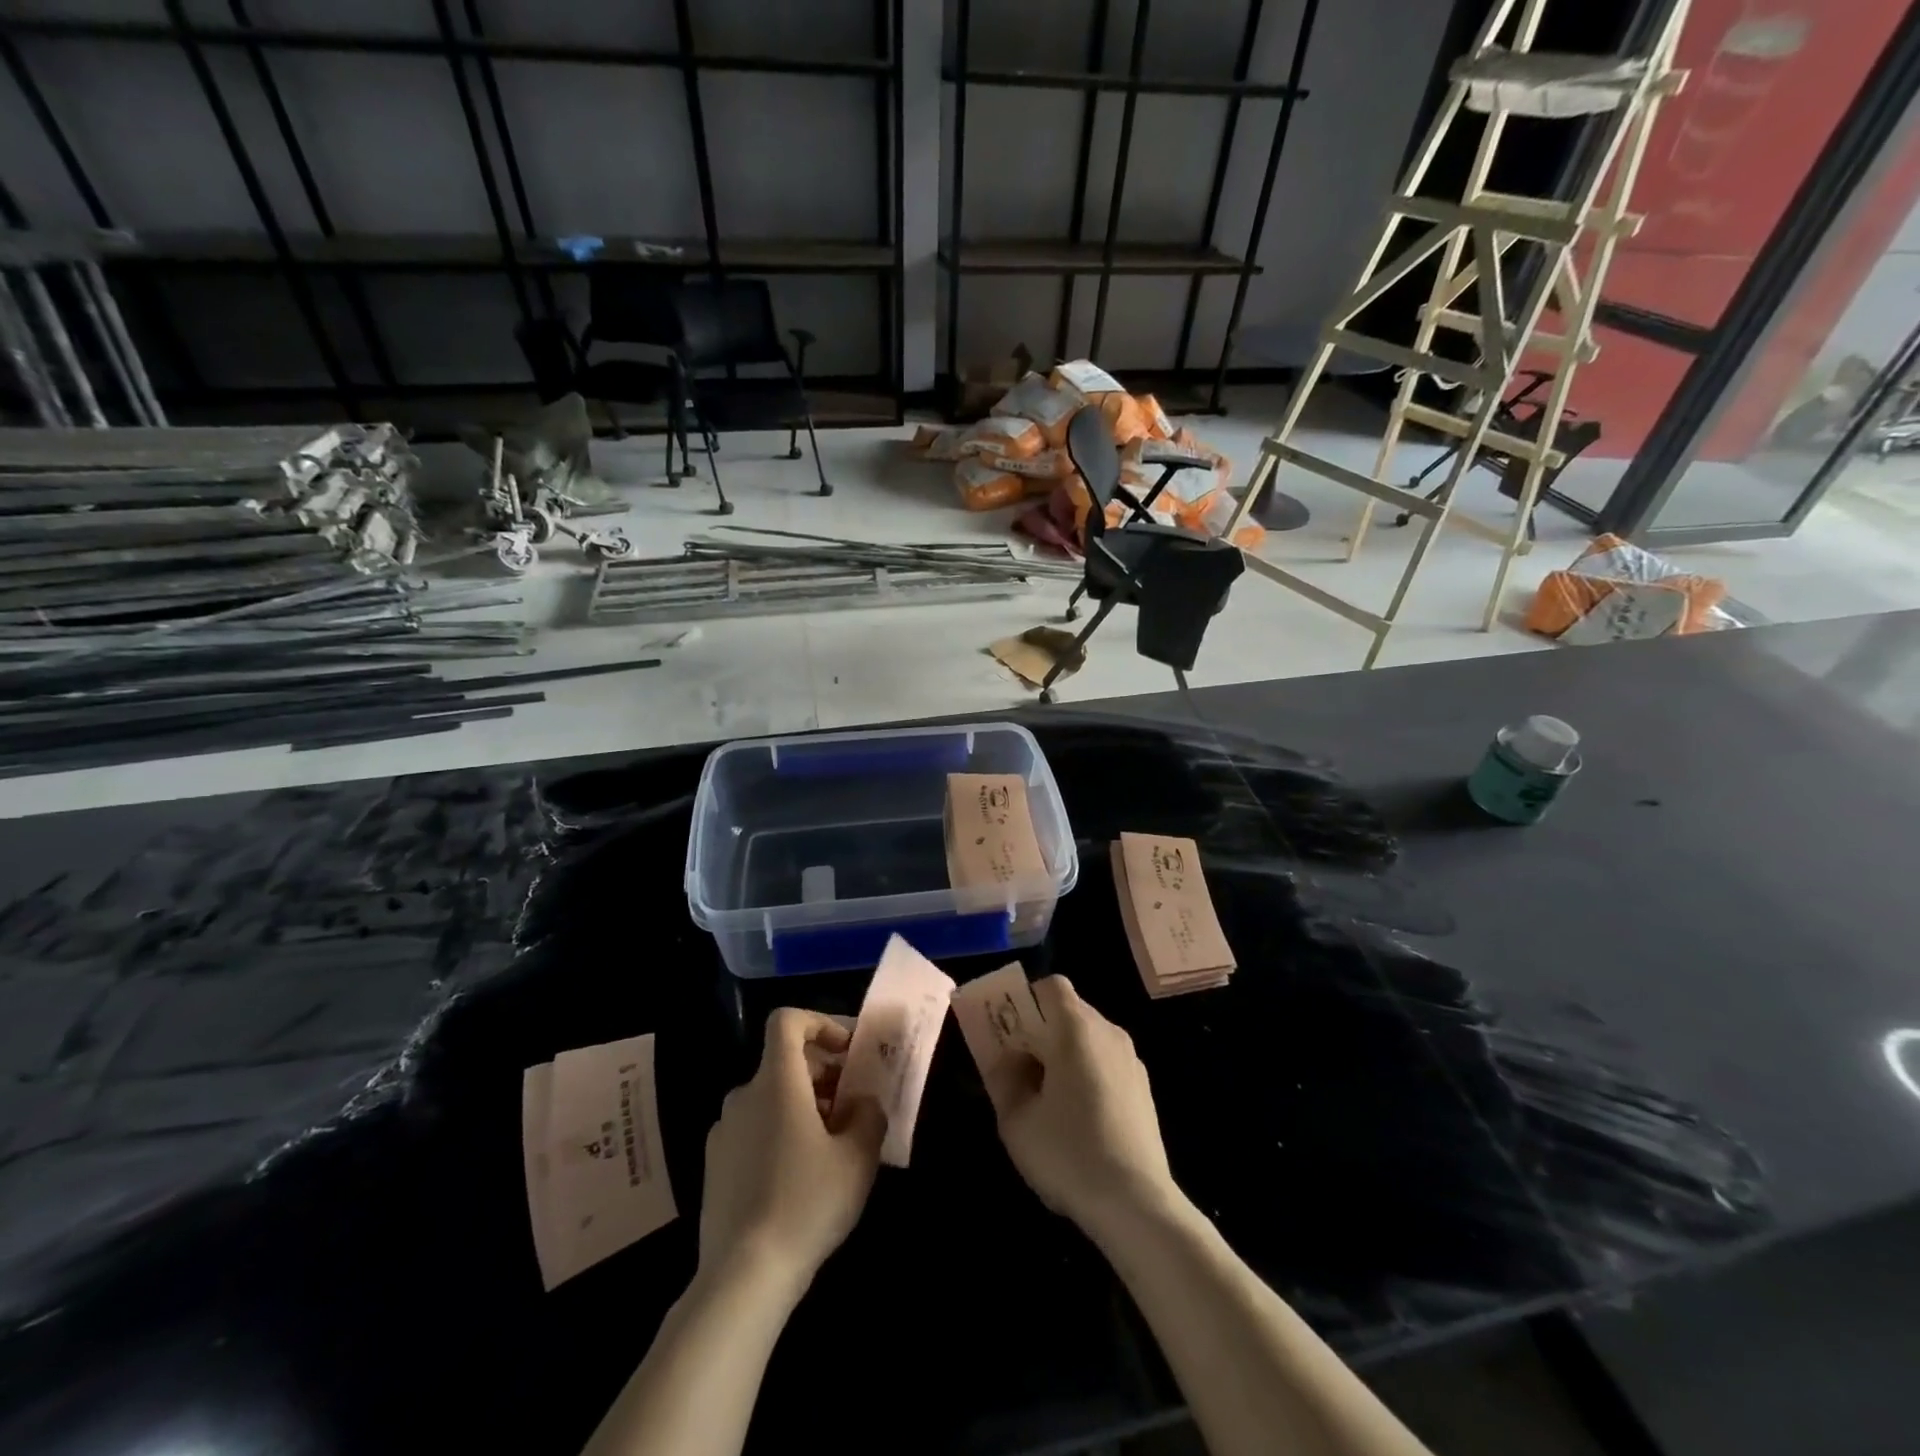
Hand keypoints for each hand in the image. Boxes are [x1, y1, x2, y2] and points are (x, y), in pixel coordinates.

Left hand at [698, 1009, 886, 1298]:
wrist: (742, 1277)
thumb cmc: (806, 1203)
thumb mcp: (857, 1158)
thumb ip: (868, 1115)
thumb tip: (862, 1102)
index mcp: (776, 1082)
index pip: (787, 1021)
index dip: (820, 1023)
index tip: (847, 1052)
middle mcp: (743, 1096)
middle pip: (784, 1062)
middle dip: (823, 1073)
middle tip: (854, 1105)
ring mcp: (724, 1132)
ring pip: (770, 1098)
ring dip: (804, 1105)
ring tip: (833, 1145)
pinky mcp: (715, 1166)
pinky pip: (754, 1129)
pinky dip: (781, 1132)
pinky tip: (801, 1177)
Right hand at [981, 976, 1180, 1236]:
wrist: (1136, 1203)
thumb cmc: (1068, 1153)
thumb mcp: (1016, 1120)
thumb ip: (1003, 1078)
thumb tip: (1004, 1058)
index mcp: (1076, 1028)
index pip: (1052, 986)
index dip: (1026, 998)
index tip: (1009, 1030)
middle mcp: (1108, 1032)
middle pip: (1069, 1011)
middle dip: (1040, 1029)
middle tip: (1017, 1066)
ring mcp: (1130, 1059)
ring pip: (1088, 1037)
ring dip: (1063, 1052)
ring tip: (1045, 1096)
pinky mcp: (1143, 1087)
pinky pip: (1105, 1060)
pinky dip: (1086, 1071)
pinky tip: (1077, 1116)